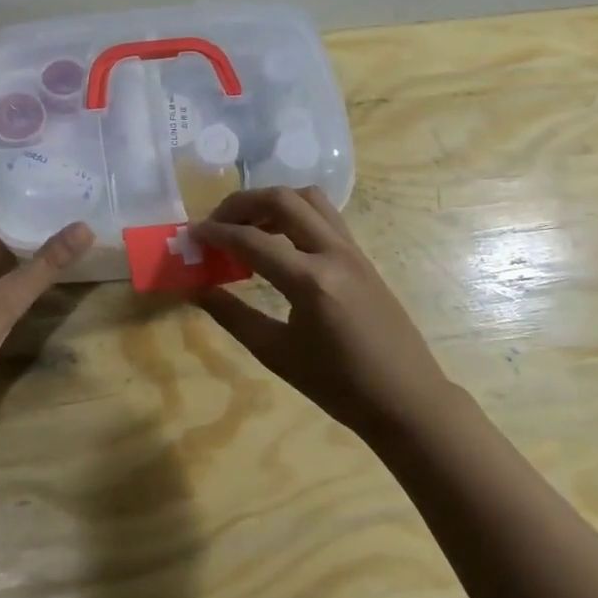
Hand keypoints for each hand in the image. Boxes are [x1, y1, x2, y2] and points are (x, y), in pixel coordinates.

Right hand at [191, 186, 456, 432]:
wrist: (406, 399)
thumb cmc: (338, 386)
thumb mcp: (276, 354)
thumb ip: (233, 316)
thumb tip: (198, 289)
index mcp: (311, 281)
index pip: (252, 240)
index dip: (216, 233)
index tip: (192, 235)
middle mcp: (334, 253)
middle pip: (282, 200)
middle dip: (242, 204)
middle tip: (217, 224)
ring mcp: (353, 250)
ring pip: (309, 199)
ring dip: (272, 202)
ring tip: (248, 228)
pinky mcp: (362, 256)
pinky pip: (325, 216)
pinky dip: (295, 214)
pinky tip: (280, 242)